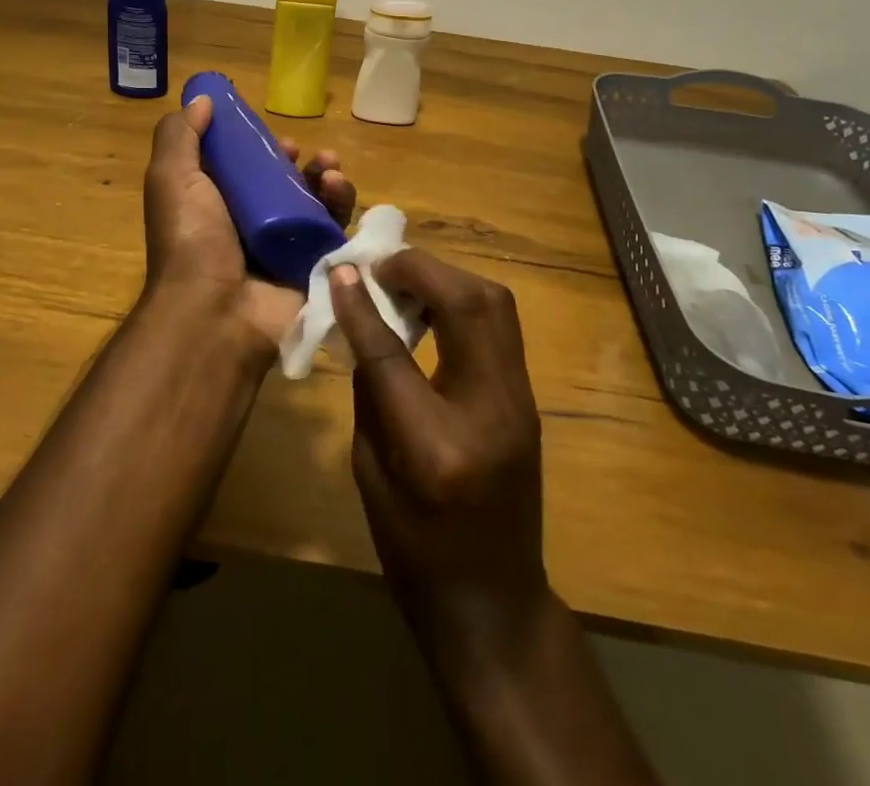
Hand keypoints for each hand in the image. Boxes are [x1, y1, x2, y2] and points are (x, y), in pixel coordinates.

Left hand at [142, 94, 355, 355]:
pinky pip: (334, 230)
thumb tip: (202, 100)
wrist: (215, 312)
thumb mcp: (171, 178)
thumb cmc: (190, 239)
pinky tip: (338, 187)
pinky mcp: (312, 266)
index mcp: (215, 206)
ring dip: (325, 179)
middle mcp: (249, 226)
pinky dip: (340, 205)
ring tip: (330, 167)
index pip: (245, 170)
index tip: (274, 137)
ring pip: (314, 205)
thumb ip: (181, 136)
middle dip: (300, 163)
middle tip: (308, 153)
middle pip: (284, 185)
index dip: (260, 149)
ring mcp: (282, 248)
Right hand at [330, 251, 548, 655]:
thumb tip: (362, 319)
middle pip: (467, 305)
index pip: (393, 353)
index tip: (341, 271)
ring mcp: (520, 402)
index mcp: (436, 446)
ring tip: (404, 280)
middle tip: (380, 266)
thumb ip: (369, 390)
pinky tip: (432, 306)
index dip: (362, 305)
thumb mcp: (369, 473)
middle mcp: (490, 412)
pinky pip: (500, 325)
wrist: (494, 603)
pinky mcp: (528, 398)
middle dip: (421, 270)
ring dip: (447, 278)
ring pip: (495, 304)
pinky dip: (464, 300)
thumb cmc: (414, 550)